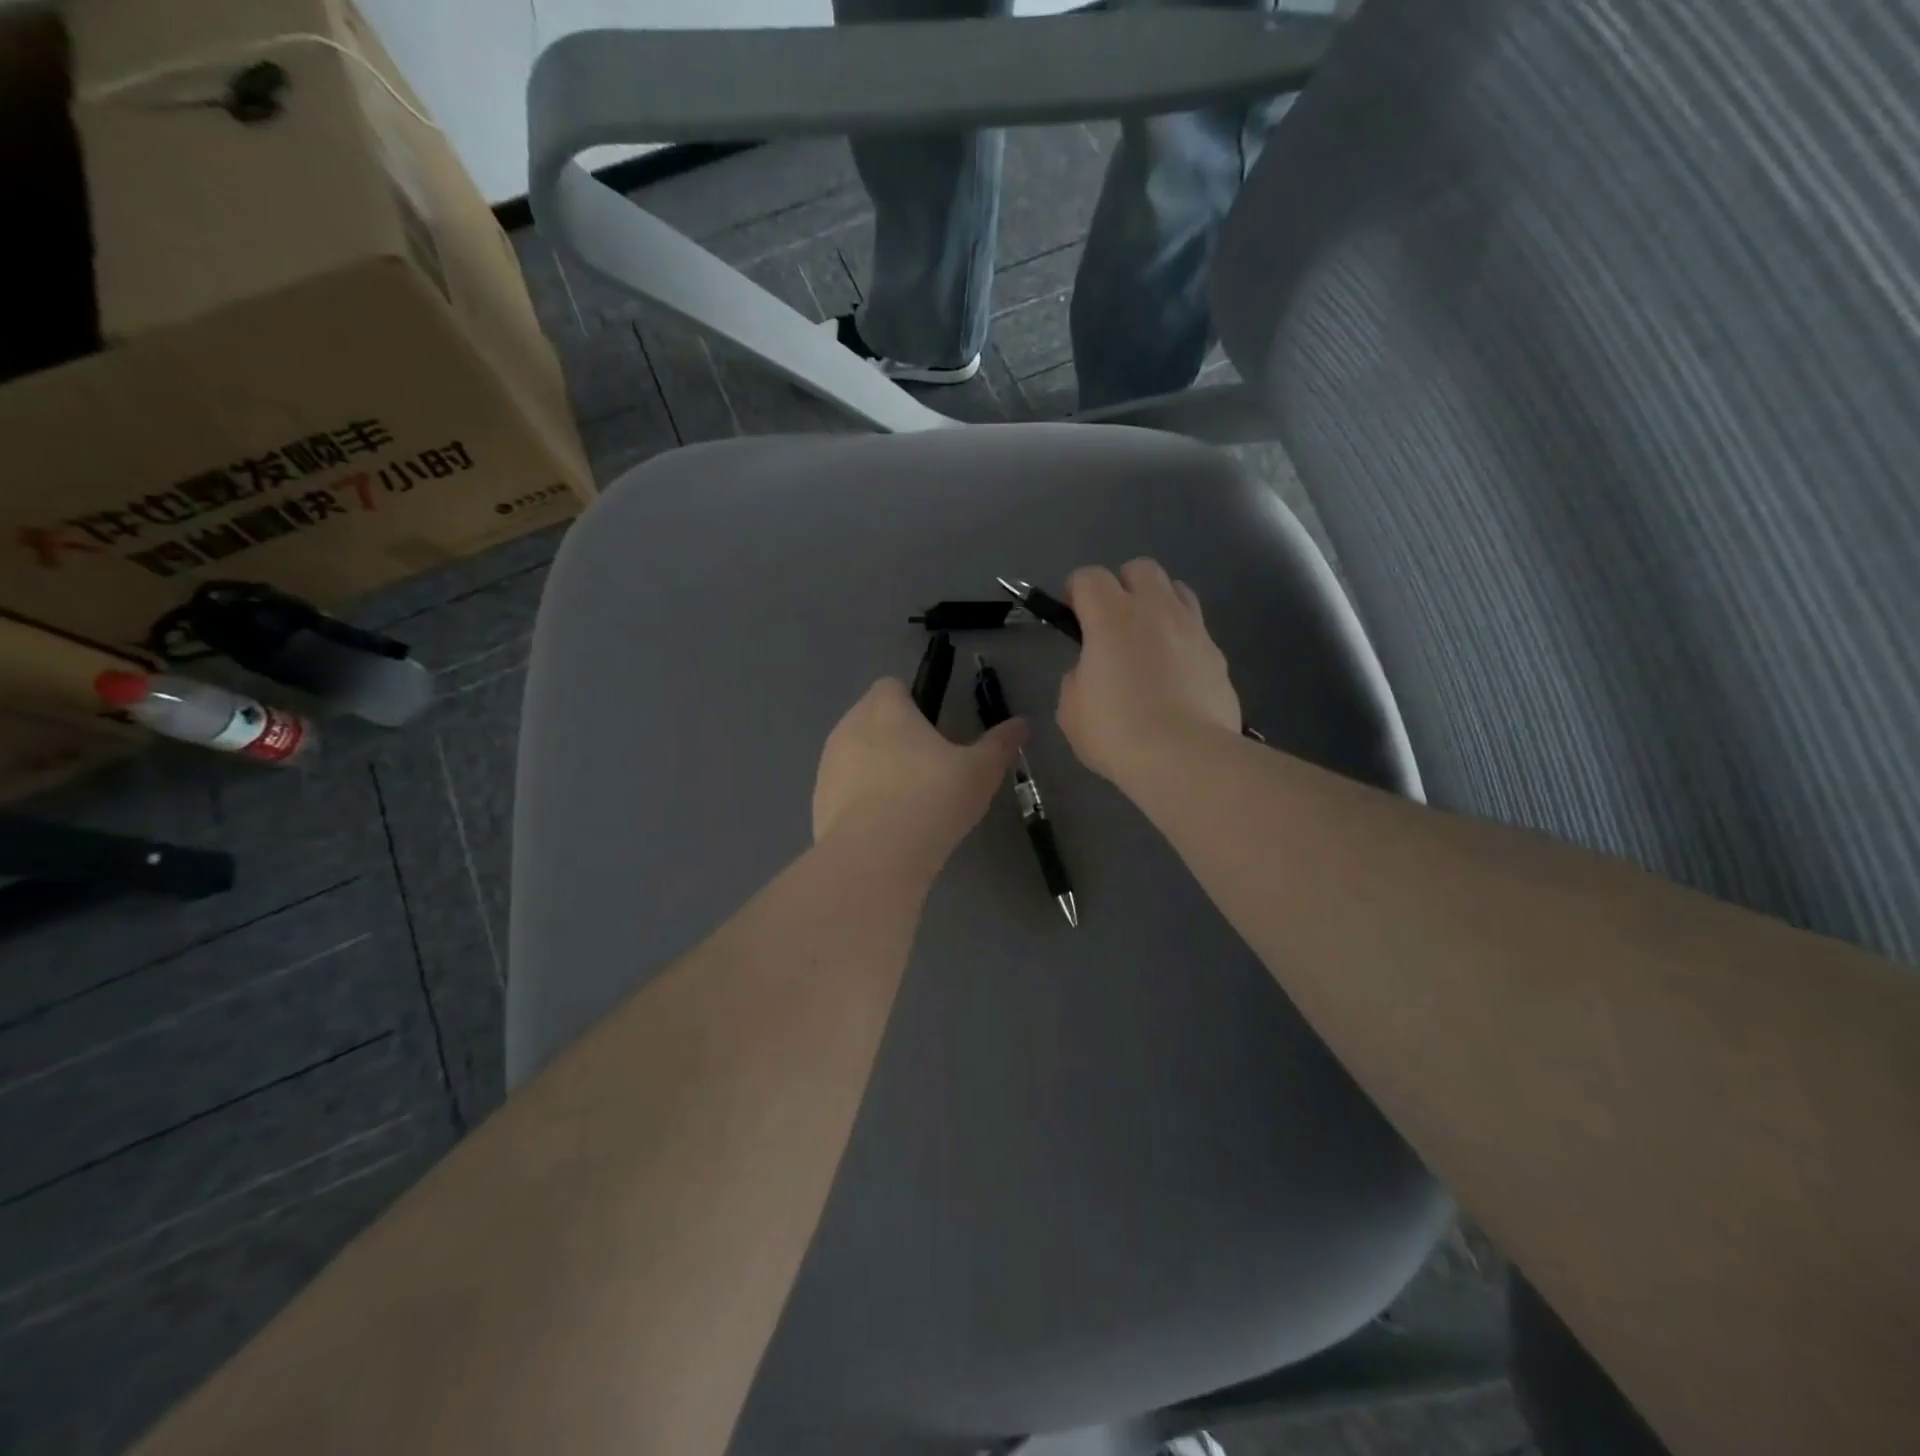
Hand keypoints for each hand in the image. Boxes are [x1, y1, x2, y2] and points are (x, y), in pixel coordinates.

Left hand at [813, 679, 1026, 862]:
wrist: (875, 857)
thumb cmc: (932, 798)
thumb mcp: (980, 771)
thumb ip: (1000, 744)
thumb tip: (1021, 723)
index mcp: (885, 708)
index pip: (892, 687)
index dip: (914, 703)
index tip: (935, 731)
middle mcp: (849, 726)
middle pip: (871, 720)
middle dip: (895, 737)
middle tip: (928, 769)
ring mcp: (828, 765)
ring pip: (855, 756)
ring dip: (875, 768)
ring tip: (906, 803)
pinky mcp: (817, 802)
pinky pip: (843, 791)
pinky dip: (860, 802)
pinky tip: (884, 829)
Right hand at [1056, 560, 1241, 784]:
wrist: (1185, 758)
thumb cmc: (1117, 732)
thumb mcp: (1071, 708)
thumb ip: (1077, 677)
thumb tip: (1092, 672)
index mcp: (1111, 616)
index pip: (1089, 577)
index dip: (1075, 592)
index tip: (1072, 618)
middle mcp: (1156, 609)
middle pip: (1140, 569)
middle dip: (1122, 586)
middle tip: (1111, 623)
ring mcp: (1193, 629)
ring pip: (1177, 591)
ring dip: (1158, 605)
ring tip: (1148, 641)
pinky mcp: (1218, 656)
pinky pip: (1197, 631)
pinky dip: (1182, 641)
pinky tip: (1175, 675)